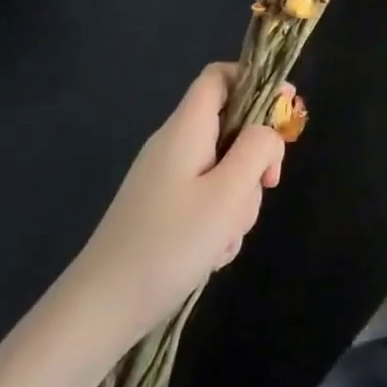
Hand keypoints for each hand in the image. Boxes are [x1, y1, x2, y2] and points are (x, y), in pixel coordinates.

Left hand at [57, 64, 285, 351]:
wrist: (100, 310)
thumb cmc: (168, 244)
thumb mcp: (227, 193)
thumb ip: (257, 149)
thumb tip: (268, 131)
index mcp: (186, 129)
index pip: (219, 76)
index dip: (256, 80)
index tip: (286, 108)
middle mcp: (175, 146)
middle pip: (231, 127)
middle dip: (256, 157)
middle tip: (267, 186)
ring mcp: (167, 180)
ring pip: (225, 169)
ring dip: (239, 198)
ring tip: (226, 236)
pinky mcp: (164, 210)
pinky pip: (208, 199)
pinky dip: (220, 220)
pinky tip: (212, 254)